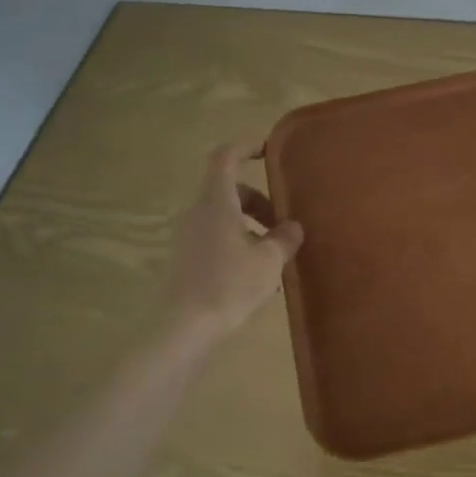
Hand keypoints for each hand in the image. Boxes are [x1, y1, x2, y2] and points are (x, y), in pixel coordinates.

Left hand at [162, 142, 303, 342]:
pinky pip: (215, 238)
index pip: (226, 157)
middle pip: (229, 190)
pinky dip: (237, 243)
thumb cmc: (229, 285)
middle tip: (283, 224)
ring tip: (274, 255)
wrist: (182, 330)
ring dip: (250, 226)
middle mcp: (197, 212)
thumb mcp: (269, 261)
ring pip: (223, 217)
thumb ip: (285, 238)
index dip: (246, 147)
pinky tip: (255, 274)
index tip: (268, 150)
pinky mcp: (184, 260)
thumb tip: (292, 226)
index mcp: (216, 202)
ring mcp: (187, 237)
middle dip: (259, 201)